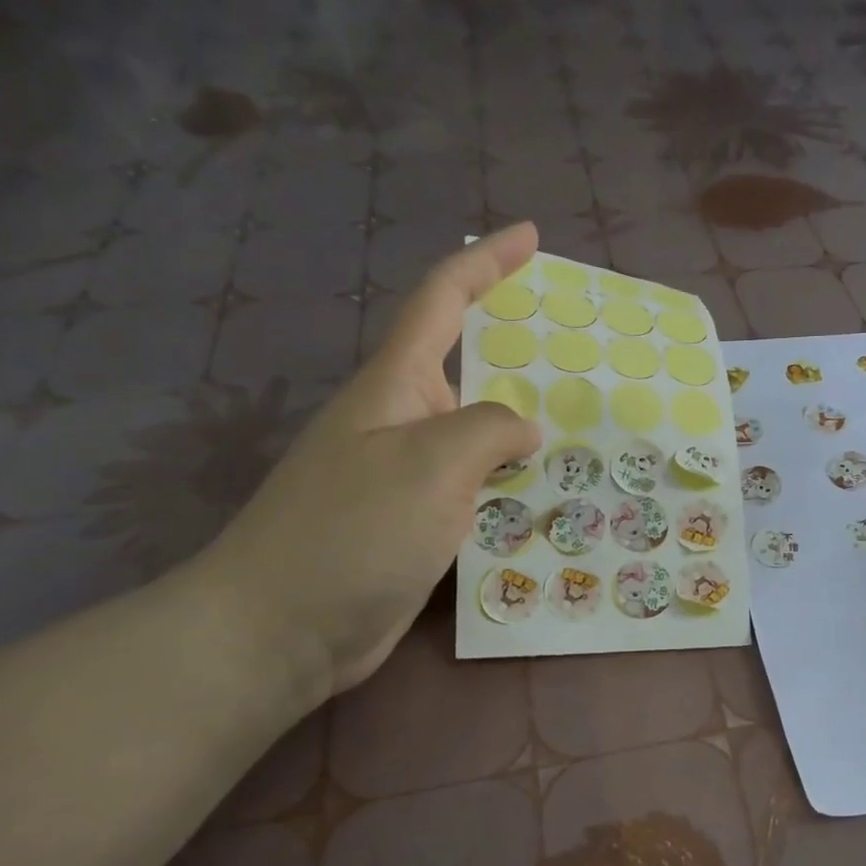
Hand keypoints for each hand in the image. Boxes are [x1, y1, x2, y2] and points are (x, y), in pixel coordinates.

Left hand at [194, 225, 542, 695]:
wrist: (280, 629)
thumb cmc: (353, 531)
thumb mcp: (431, 464)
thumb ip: (488, 431)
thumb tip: (523, 430)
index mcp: (394, 386)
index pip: (442, 301)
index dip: (486, 262)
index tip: (529, 236)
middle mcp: (400, 421)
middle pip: (466, 366)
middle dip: (519, 350)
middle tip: (581, 352)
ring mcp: (405, 475)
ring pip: (477, 435)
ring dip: (524, 427)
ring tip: (585, 428)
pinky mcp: (414, 524)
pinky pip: (476, 489)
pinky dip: (513, 485)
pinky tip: (549, 499)